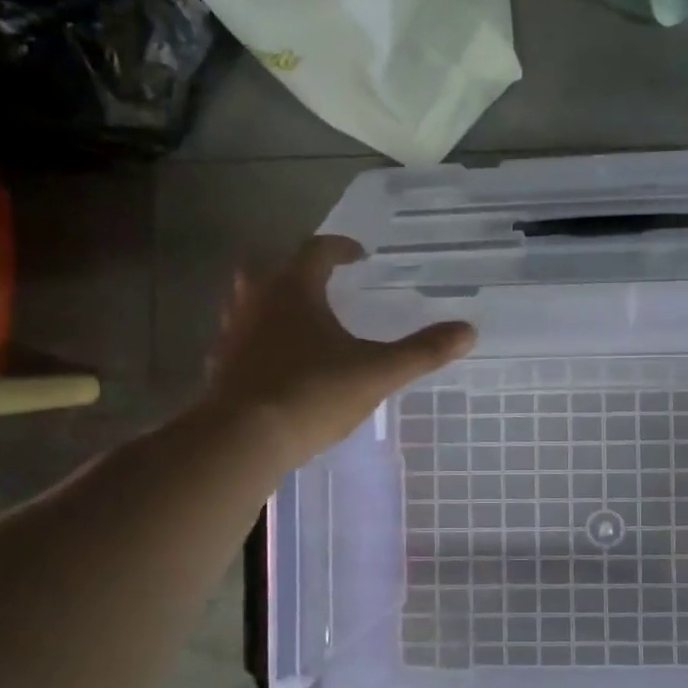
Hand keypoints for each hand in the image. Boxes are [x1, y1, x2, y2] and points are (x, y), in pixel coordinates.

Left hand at [210, 236, 474, 465]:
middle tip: (320, 283)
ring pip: (246, 302)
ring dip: (271, 303)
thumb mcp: (377, 372)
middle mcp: (255, 301)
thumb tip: (468, 331)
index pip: (317, 251)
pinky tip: (276, 364)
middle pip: (268, 266)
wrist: (243, 439)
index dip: (341, 248)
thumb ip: (422, 351)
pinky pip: (238, 340)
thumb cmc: (312, 393)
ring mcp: (232, 334)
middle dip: (294, 269)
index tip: (360, 256)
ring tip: (299, 322)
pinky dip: (257, 341)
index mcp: (293, 290)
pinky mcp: (219, 367)